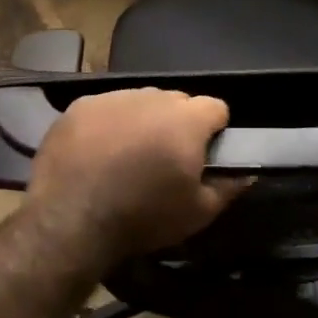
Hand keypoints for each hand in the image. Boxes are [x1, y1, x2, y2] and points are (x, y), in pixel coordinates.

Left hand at [25, 88, 248, 260]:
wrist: (71, 220)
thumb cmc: (143, 217)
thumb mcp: (198, 213)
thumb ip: (228, 187)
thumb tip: (247, 172)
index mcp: (187, 120)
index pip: (216, 107)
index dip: (214, 130)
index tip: (203, 154)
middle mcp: (153, 97)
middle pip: (177, 101)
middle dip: (177, 124)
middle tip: (165, 158)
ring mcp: (113, 98)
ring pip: (140, 102)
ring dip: (142, 121)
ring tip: (128, 156)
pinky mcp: (80, 106)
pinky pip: (105, 108)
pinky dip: (107, 124)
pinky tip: (97, 152)